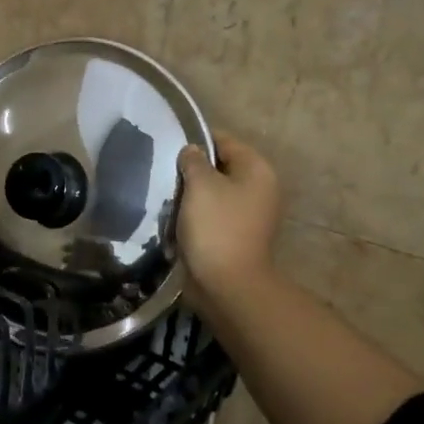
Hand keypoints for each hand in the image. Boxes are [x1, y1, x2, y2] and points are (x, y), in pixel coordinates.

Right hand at [176, 132, 283, 317]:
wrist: (227, 283)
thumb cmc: (216, 226)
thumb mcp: (200, 185)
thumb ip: (193, 160)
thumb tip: (192, 151)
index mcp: (257, 170)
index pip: (224, 141)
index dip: (196, 140)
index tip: (169, 146)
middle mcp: (259, 189)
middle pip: (219, 167)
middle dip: (192, 170)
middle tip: (164, 172)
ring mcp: (249, 214)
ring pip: (213, 192)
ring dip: (191, 194)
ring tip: (165, 195)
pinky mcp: (235, 235)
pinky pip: (212, 215)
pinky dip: (195, 214)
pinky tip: (174, 217)